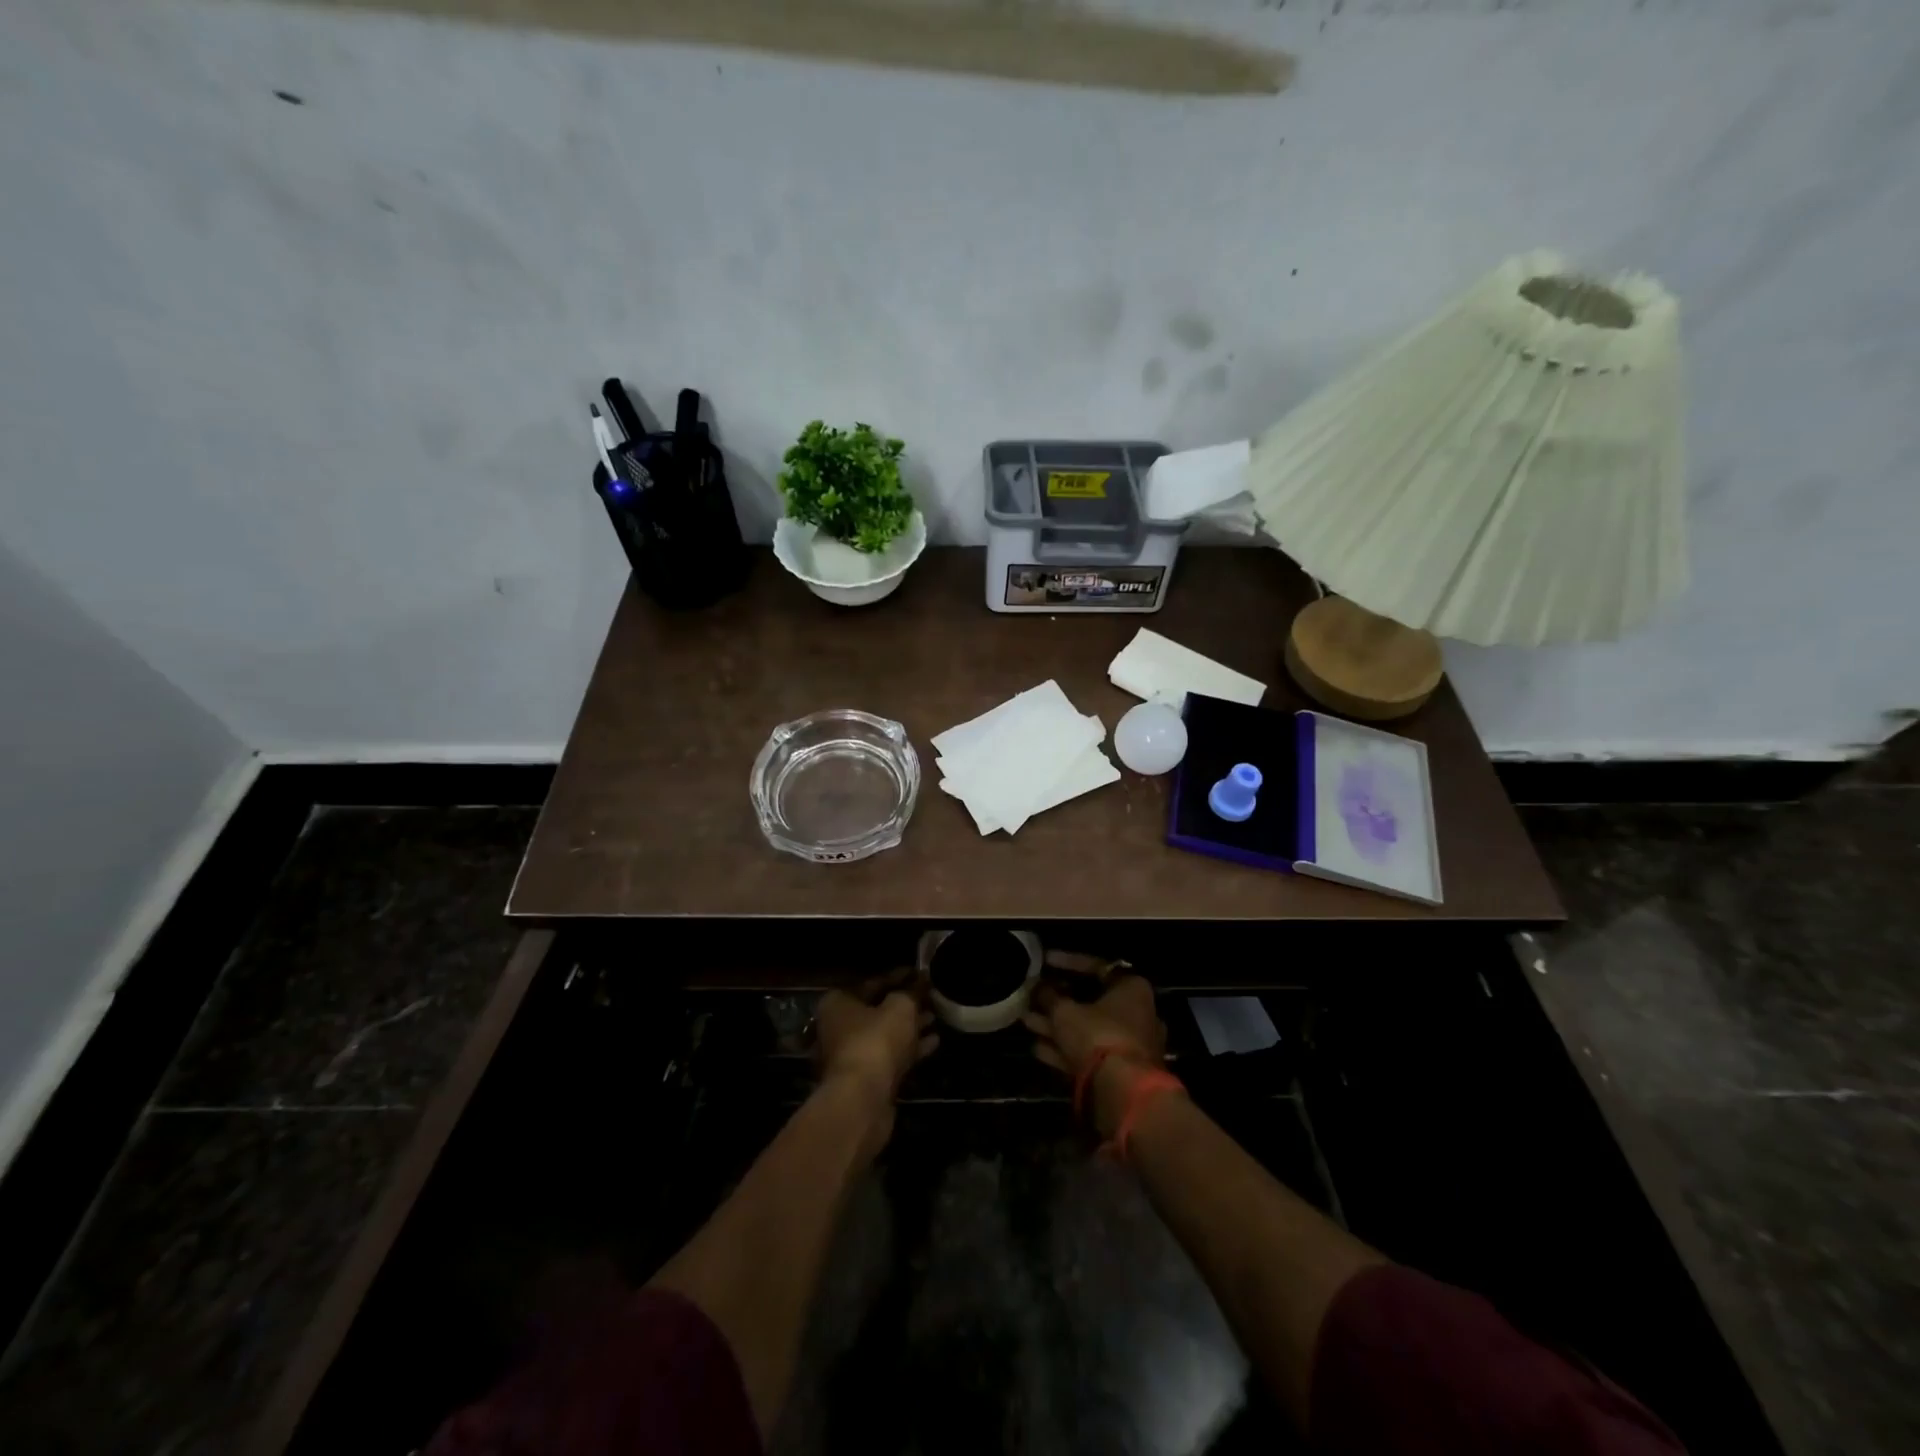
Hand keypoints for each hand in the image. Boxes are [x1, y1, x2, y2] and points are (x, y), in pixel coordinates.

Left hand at [814, 972, 937, 1107]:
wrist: (863, 1099)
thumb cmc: (876, 1041)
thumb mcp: (900, 1007)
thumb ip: (911, 993)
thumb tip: (920, 982)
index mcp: (838, 1003)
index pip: (873, 983)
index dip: (899, 976)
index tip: (920, 974)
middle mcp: (839, 1027)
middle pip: (877, 1010)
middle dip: (905, 1004)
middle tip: (930, 997)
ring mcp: (851, 1055)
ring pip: (885, 1035)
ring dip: (910, 1027)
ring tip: (935, 1017)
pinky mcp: (865, 1079)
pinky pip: (891, 1056)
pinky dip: (910, 1049)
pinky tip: (934, 1042)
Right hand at [1023, 968, 1166, 1137]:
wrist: (1123, 1094)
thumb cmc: (1098, 1036)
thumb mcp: (1065, 1012)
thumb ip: (1049, 996)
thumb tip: (1037, 986)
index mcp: (1132, 988)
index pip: (1096, 967)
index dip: (1066, 962)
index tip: (1044, 961)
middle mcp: (1137, 1013)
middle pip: (1091, 1001)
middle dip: (1058, 1001)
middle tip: (1033, 996)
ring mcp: (1130, 1045)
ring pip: (1087, 1029)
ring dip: (1056, 1026)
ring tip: (1026, 1020)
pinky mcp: (1121, 1072)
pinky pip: (1089, 1053)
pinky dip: (1065, 1049)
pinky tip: (1037, 1048)